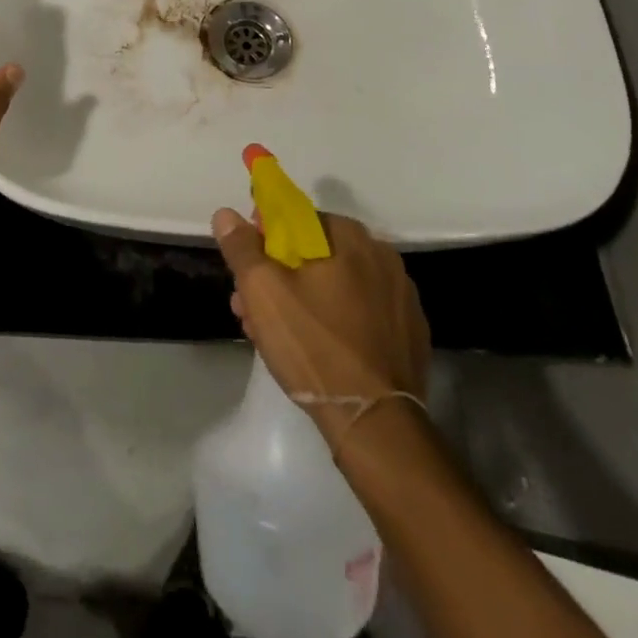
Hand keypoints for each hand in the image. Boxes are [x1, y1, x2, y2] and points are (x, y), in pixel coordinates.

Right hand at [212, 207, 429, 444]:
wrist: (375, 423)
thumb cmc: (314, 346)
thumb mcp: (263, 292)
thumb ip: (242, 247)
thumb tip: (226, 214)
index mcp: (350, 237)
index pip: (298, 219)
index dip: (265, 237)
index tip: (247, 264)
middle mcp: (382, 256)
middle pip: (316, 254)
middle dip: (279, 275)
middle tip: (251, 307)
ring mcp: (401, 297)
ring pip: (337, 286)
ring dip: (303, 299)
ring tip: (273, 335)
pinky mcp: (410, 334)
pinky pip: (362, 313)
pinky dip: (336, 321)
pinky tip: (315, 350)